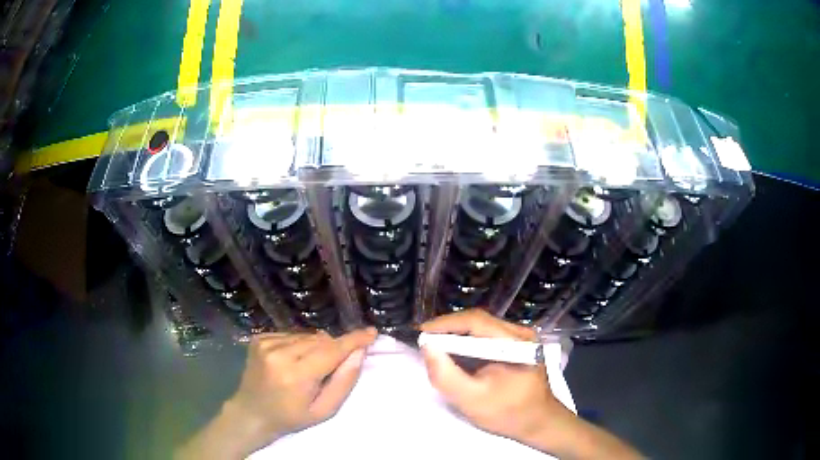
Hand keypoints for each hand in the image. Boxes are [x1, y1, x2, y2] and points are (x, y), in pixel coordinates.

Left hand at [177, 327, 376, 459]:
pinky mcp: (259, 338)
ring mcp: (266, 343)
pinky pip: (291, 334)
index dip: (353, 340)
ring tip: (309, 367)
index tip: (371, 332)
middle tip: (330, 369)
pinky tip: (292, 361)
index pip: (331, 351)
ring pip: (307, 336)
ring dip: (315, 347)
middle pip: (320, 340)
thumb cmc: (290, 417)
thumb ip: (344, 381)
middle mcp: (279, 353)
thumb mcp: (324, 410)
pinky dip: (299, 345)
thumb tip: (358, 352)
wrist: (251, 412)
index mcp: (296, 375)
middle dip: (333, 349)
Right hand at [420, 309, 573, 447]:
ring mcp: (522, 338)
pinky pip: (488, 337)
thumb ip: (446, 375)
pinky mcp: (519, 346)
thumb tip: (428, 347)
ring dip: (458, 335)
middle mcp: (521, 333)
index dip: (445, 323)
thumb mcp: (471, 400)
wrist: (539, 423)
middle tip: (425, 340)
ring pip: (482, 328)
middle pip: (479, 321)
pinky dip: (469, 342)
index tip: (420, 332)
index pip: (475, 321)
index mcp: (515, 343)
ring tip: (436, 345)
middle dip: (449, 329)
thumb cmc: (507, 413)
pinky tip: (456, 352)